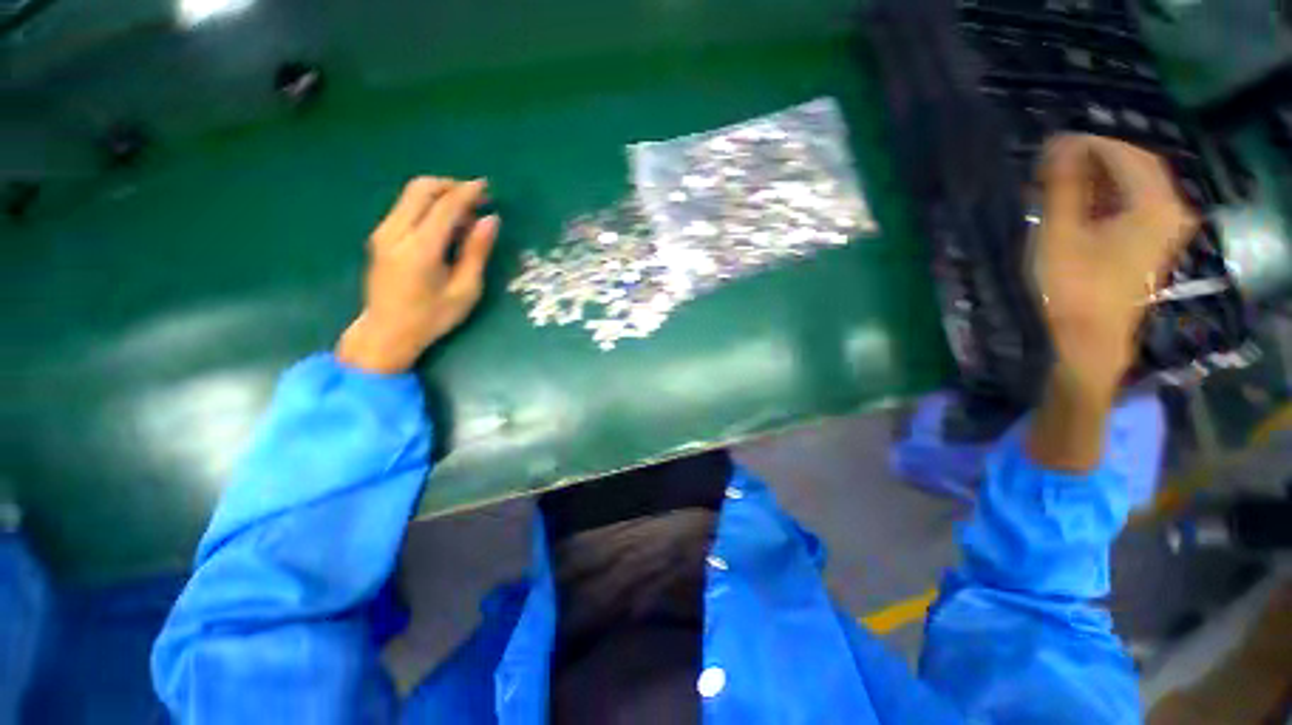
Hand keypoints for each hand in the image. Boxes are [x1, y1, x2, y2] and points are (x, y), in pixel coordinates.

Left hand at [336, 177, 498, 373]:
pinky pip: (405, 207)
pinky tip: (445, 225)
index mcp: (419, 249)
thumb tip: (491, 220)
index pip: (445, 206)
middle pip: (421, 188)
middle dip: (450, 186)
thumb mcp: (465, 290)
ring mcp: (383, 232)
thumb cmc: (432, 317)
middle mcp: (395, 232)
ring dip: (440, 195)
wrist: (386, 332)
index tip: (487, 187)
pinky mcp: (380, 235)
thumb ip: (477, 252)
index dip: (467, 192)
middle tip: (476, 199)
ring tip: (465, 216)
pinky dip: (428, 205)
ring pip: (410, 194)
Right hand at [1033, 134, 1198, 396]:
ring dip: (1102, 175)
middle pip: (1138, 166)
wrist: (1089, 339)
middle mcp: (1170, 210)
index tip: (1055, 142)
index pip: (1127, 154)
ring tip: (1063, 177)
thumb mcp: (1062, 234)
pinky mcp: (1152, 242)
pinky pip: (1135, 203)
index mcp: (1155, 204)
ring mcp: (1165, 228)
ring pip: (1136, 184)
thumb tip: (1060, 143)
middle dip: (1098, 155)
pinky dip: (1109, 194)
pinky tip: (1082, 199)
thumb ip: (1064, 186)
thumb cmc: (1073, 287)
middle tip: (1057, 157)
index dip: (1091, 142)